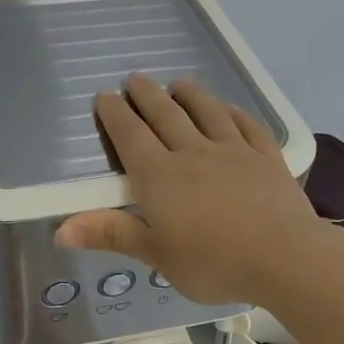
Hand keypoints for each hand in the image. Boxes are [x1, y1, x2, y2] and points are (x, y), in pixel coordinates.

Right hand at [55, 73, 334, 305]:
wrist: (282, 257)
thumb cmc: (212, 263)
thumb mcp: (156, 255)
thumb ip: (112, 234)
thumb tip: (61, 229)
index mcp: (160, 177)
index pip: (131, 136)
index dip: (114, 115)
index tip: (104, 97)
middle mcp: (193, 152)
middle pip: (165, 115)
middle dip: (146, 96)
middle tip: (134, 80)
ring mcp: (233, 150)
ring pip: (206, 111)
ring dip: (189, 94)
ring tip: (178, 84)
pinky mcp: (266, 157)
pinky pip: (245, 125)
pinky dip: (232, 112)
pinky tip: (228, 109)